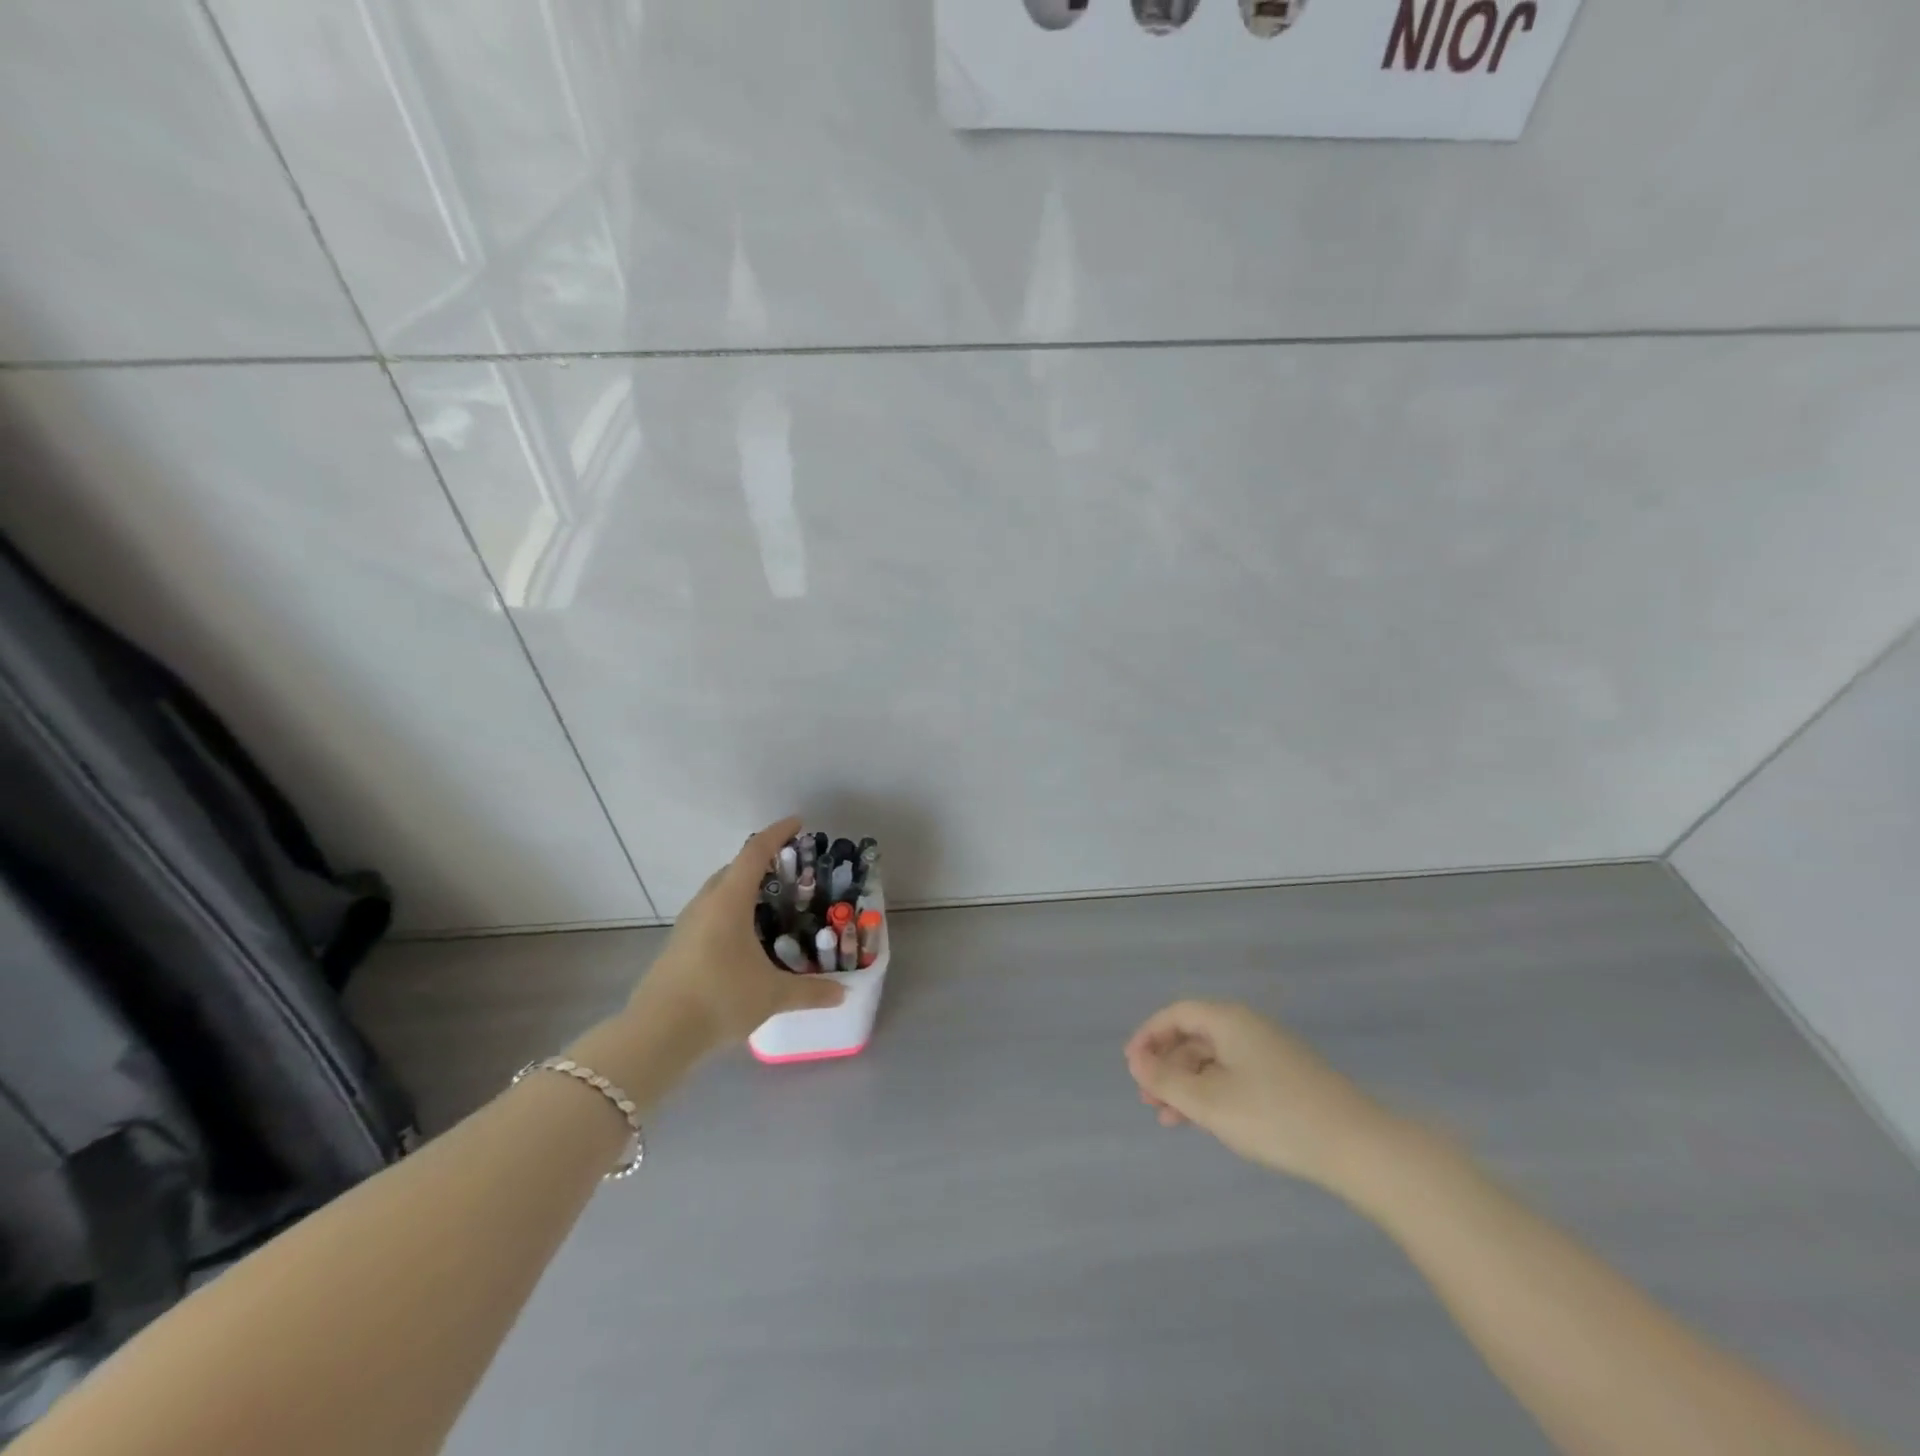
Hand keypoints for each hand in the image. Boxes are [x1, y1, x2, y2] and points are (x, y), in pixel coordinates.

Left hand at [627, 817, 845, 1055]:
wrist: (657, 1034)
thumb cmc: (719, 998)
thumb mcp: (772, 994)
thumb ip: (810, 991)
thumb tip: (842, 993)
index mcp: (729, 900)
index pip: (755, 852)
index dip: (777, 833)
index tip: (798, 822)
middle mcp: (706, 903)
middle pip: (734, 869)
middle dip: (761, 862)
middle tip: (791, 871)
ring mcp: (687, 925)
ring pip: (719, 893)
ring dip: (743, 889)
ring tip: (771, 905)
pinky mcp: (678, 946)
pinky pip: (710, 914)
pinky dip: (731, 913)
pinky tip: (746, 940)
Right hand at [1125, 1000, 1399, 1189]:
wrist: (1356, 1146)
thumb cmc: (1273, 1116)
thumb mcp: (1208, 1101)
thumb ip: (1166, 1079)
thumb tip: (1136, 1059)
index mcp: (1229, 1020)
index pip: (1177, 1014)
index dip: (1149, 1035)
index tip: (1131, 1066)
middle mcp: (1249, 1027)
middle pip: (1195, 1036)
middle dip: (1166, 1065)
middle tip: (1147, 1098)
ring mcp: (1271, 1052)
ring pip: (1215, 1060)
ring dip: (1187, 1084)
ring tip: (1169, 1119)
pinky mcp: (1288, 1078)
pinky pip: (1236, 1075)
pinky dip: (1213, 1093)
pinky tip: (1207, 1122)